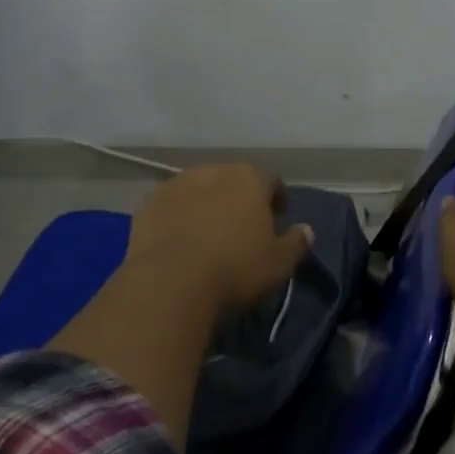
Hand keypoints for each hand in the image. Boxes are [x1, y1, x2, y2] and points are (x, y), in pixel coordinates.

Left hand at [124, 163, 313, 315]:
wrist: (171, 282)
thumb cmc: (235, 269)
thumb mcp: (279, 263)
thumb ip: (296, 243)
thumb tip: (306, 230)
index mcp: (249, 179)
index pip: (271, 180)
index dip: (276, 198)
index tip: (277, 219)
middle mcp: (213, 171)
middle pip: (232, 180)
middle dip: (238, 199)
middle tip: (241, 228)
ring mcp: (176, 184)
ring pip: (198, 189)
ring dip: (206, 205)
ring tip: (207, 235)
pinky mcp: (148, 203)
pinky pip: (171, 206)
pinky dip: (177, 217)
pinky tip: (179, 241)